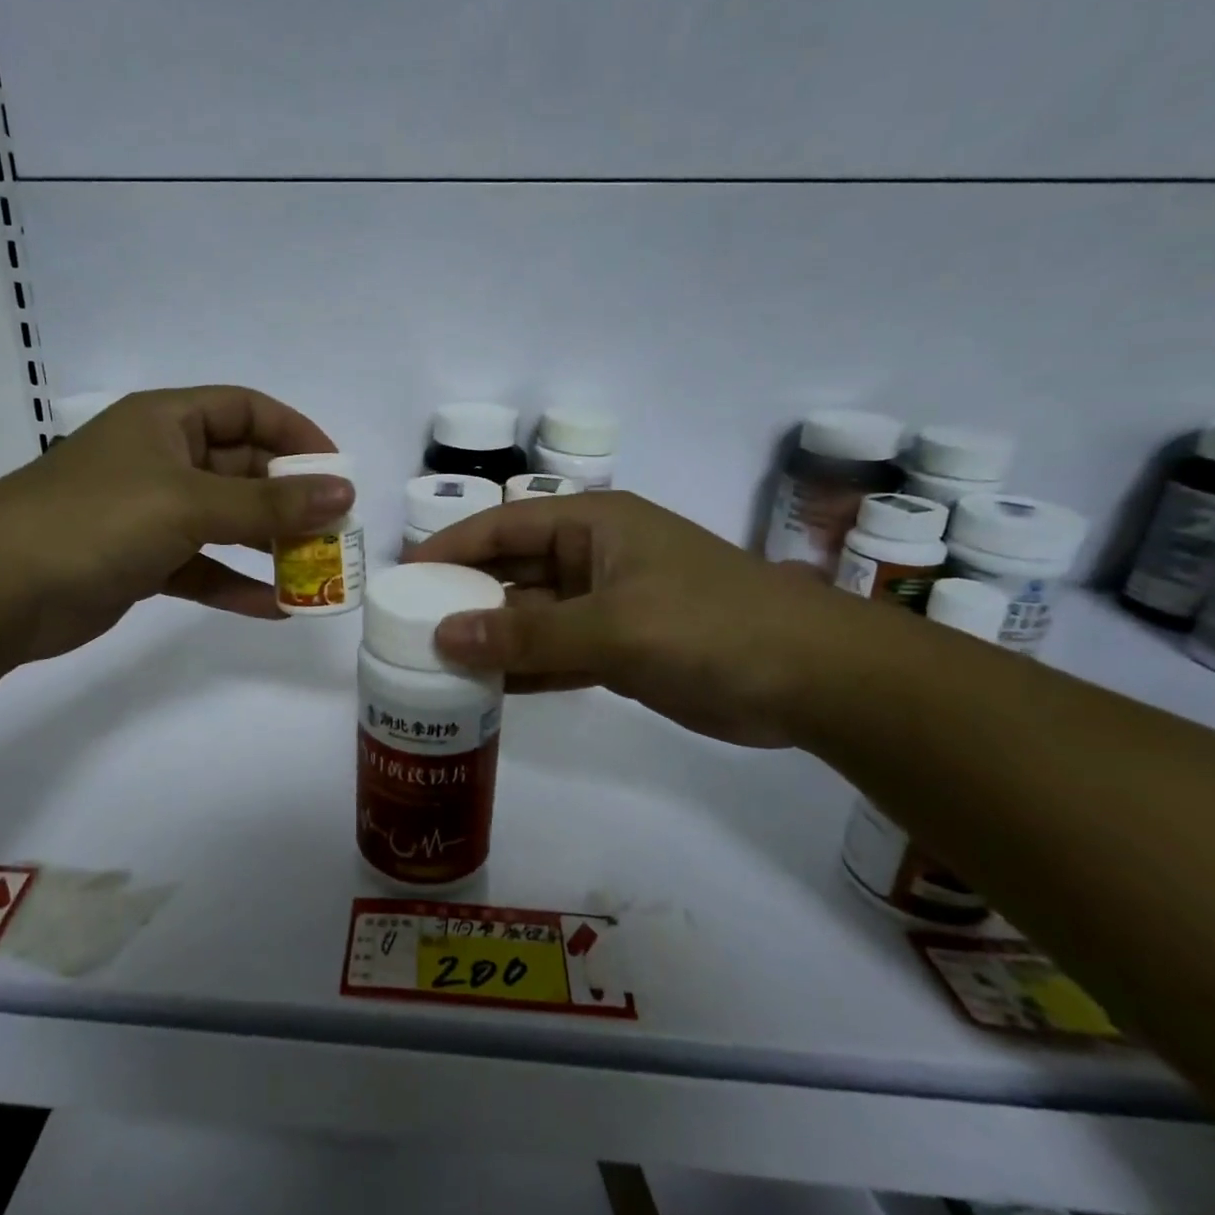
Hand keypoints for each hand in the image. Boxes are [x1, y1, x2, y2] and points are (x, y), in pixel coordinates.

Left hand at [0, 387, 352, 661]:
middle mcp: (161, 459)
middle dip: (289, 499)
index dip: (296, 434)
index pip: (247, 410)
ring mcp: (149, 513)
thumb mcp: (190, 503)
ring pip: (226, 522)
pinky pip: (203, 567)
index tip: (337, 472)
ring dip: (269, 546)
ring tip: (315, 572)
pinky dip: (235, 584)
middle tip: (334, 532)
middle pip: (242, 469)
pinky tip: (274, 608)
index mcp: (166, 421)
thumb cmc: (97, 521)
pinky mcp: (141, 561)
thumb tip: (345, 493)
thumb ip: (270, 503)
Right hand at [407, 491, 860, 747]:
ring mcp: (608, 606)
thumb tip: (442, 635)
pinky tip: (485, 689)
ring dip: (491, 637)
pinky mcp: (621, 650)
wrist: (812, 680)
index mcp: (594, 525)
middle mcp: (595, 558)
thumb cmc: (710, 626)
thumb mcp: (612, 625)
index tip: (403, 577)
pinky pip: (557, 653)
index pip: (504, 525)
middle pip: (513, 570)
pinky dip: (524, 668)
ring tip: (433, 662)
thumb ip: (526, 633)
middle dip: (465, 596)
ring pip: (532, 616)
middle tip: (408, 627)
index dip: (451, 547)